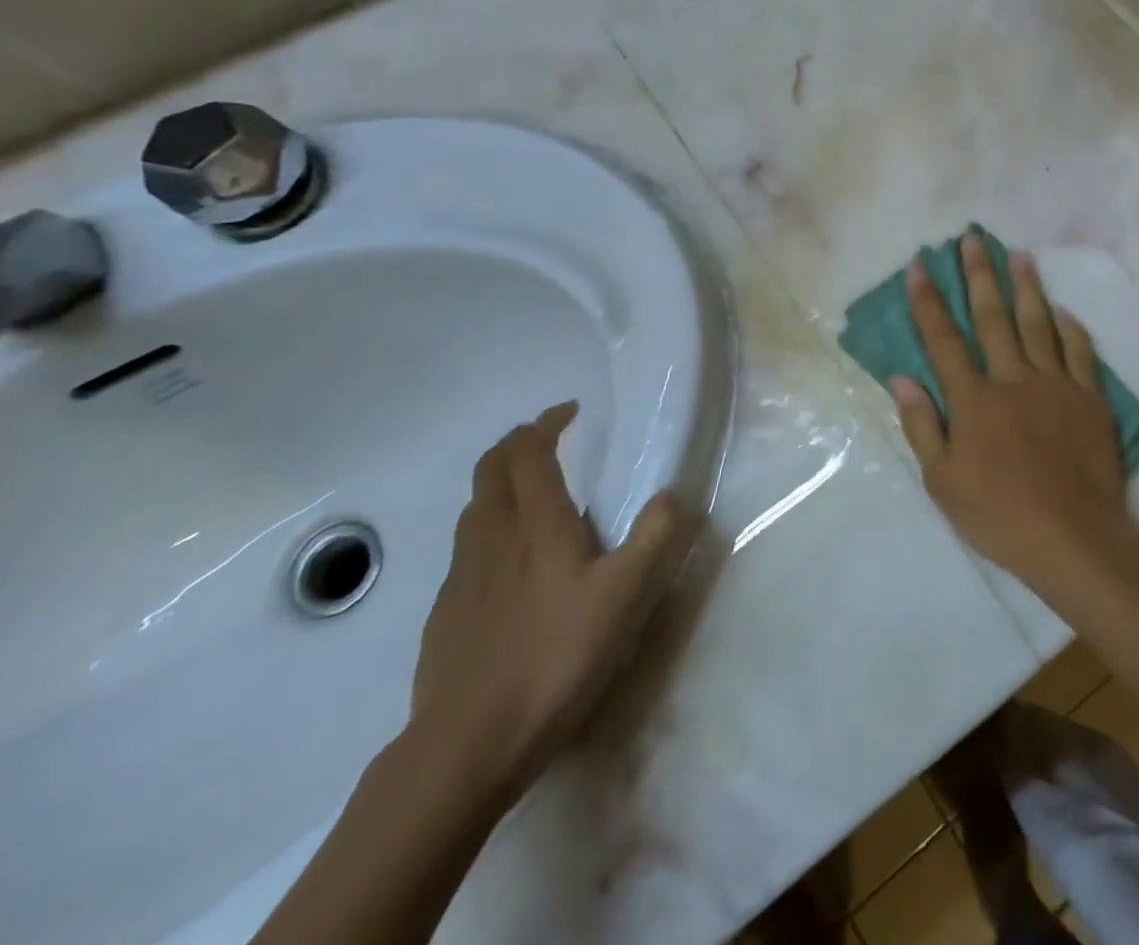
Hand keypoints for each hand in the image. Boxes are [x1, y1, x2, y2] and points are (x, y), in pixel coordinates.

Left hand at [410, 403, 693, 800]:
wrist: (467, 746)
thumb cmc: (556, 657)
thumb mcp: (627, 594)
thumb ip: (655, 536)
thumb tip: (671, 493)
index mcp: (536, 525)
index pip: (529, 453)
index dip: (546, 425)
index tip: (570, 412)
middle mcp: (492, 539)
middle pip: (490, 471)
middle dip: (515, 444)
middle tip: (545, 439)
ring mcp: (461, 579)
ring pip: (473, 510)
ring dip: (497, 485)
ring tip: (528, 493)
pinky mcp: (445, 616)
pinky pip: (466, 552)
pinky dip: (487, 531)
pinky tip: (507, 564)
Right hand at [890, 233, 1138, 591]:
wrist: (1075, 538)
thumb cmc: (1000, 516)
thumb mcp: (943, 483)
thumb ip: (923, 426)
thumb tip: (901, 379)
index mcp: (974, 400)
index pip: (944, 340)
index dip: (928, 301)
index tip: (920, 265)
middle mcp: (1013, 379)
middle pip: (992, 317)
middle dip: (979, 274)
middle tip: (973, 237)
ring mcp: (1056, 384)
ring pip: (1038, 324)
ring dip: (1026, 287)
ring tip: (1019, 255)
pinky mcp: (1089, 398)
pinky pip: (1080, 352)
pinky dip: (1070, 328)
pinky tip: (1063, 311)